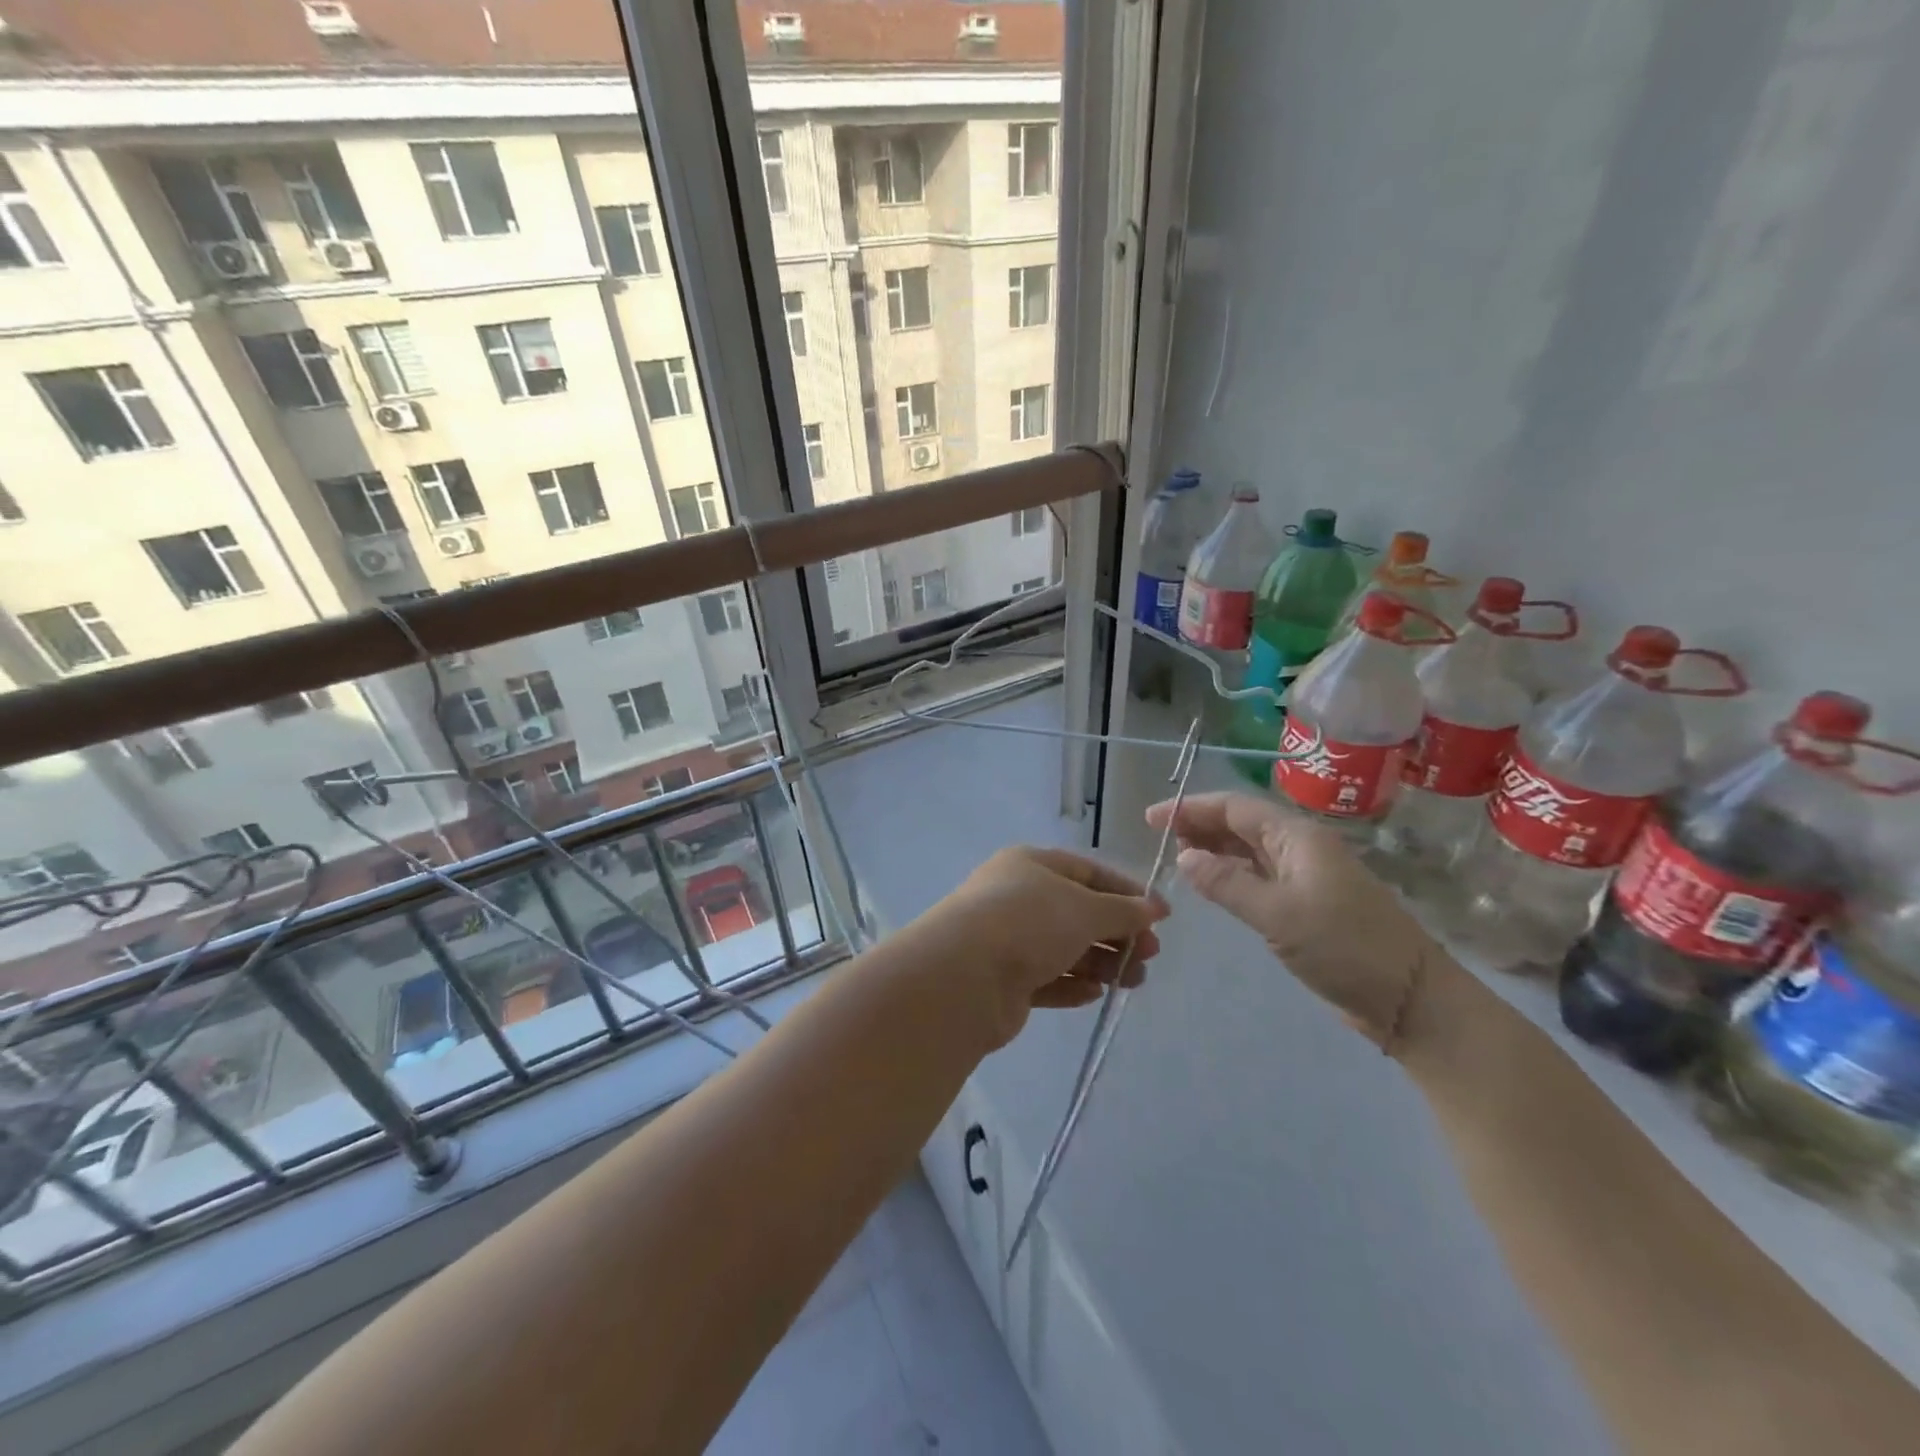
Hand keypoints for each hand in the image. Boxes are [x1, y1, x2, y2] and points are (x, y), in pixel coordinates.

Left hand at [932, 846, 1168, 1047]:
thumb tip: (1156, 907)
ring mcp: (1007, 939)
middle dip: (1117, 934)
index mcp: (1031, 865)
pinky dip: (1071, 985)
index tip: (1160, 917)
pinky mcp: (1003, 980)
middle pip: (1077, 913)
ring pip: (1063, 949)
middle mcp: (1016, 897)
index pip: (1087, 872)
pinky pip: (1045, 979)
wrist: (964, 976)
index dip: (1125, 892)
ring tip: (1132, 981)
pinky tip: (1093, 994)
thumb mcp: (1086, 909)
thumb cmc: (1030, 923)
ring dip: (1101, 963)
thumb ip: (1124, 910)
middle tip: (1150, 955)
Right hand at [1146, 793, 1437, 1050]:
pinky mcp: (1307, 903)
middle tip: (1159, 839)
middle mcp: (1300, 847)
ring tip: (1177, 859)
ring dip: (1213, 849)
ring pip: (1249, 850)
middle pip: (1241, 824)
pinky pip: (1259, 875)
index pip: (1234, 808)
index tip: (1151, 818)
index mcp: (1297, 837)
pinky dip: (1230, 874)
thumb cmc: (1344, 947)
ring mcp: (1305, 875)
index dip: (1190, 809)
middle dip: (1199, 825)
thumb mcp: (1278, 915)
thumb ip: (1226, 883)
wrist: (1411, 999)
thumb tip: (1184, 857)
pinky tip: (1211, 884)